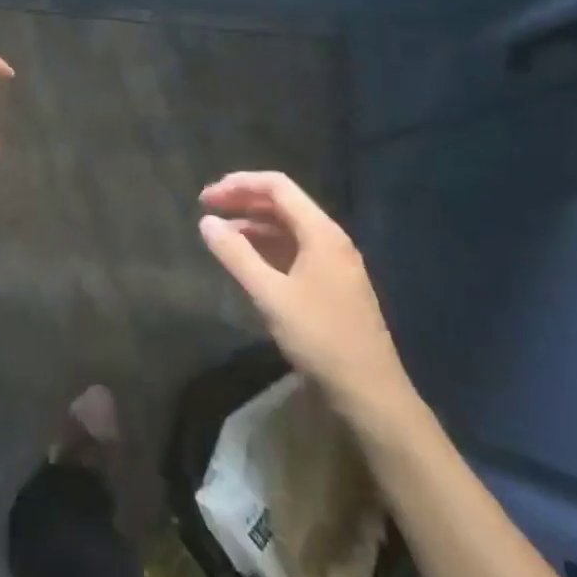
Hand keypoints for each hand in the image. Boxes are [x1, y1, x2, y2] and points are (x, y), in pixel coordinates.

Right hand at [199, 172, 421, 439]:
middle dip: (243, 202)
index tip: (208, 196)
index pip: (278, 186)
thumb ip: (236, 255)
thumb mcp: (271, 295)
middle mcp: (330, 238)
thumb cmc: (320, 338)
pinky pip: (295, 250)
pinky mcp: (333, 284)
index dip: (240, 184)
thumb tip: (206, 221)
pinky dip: (267, 247)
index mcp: (321, 232)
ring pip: (288, 228)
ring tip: (220, 235)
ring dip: (253, 225)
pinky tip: (248, 259)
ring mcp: (334, 262)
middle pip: (283, 204)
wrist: (371, 393)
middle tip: (207, 209)